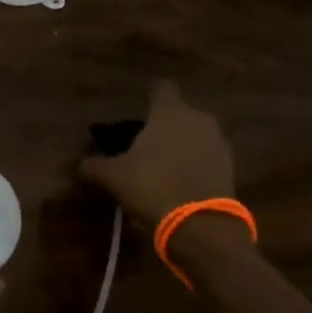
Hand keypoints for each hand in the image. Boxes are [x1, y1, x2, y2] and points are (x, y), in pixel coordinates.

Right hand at [79, 80, 235, 228]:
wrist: (200, 224)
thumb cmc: (152, 186)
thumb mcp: (113, 177)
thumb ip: (94, 166)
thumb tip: (81, 164)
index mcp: (170, 112)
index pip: (161, 88)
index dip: (150, 94)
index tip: (141, 104)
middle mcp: (198, 119)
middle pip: (180, 113)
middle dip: (165, 125)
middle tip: (145, 143)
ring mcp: (218, 142)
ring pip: (196, 135)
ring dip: (182, 145)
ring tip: (163, 166)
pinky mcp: (230, 167)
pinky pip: (207, 157)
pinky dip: (195, 164)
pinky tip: (180, 183)